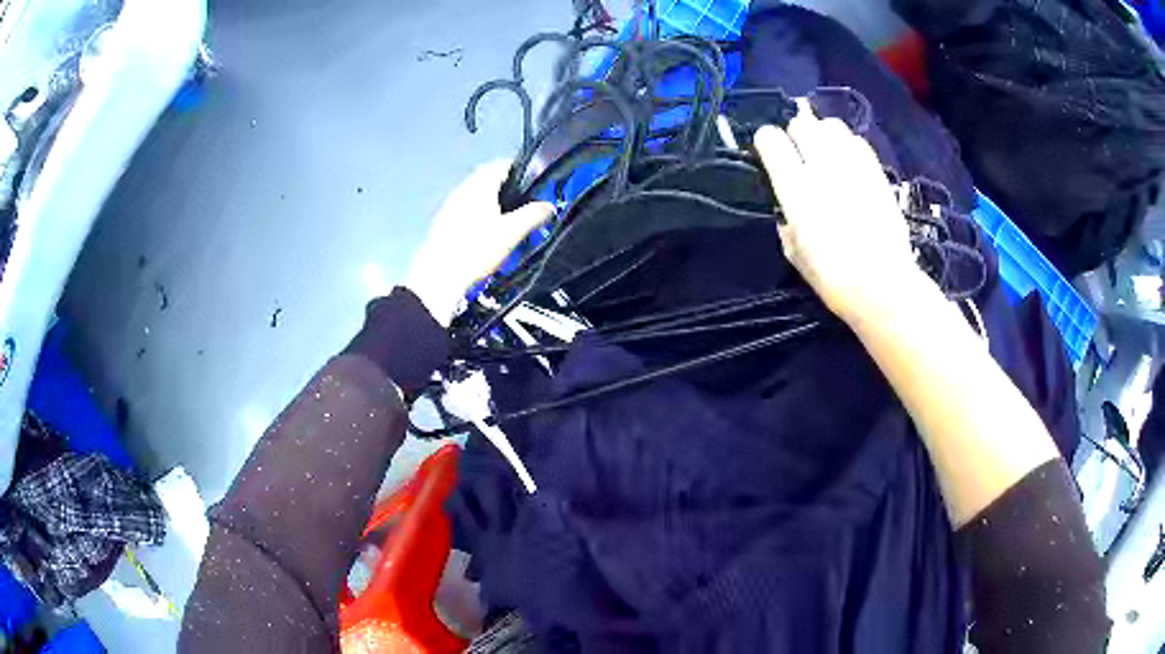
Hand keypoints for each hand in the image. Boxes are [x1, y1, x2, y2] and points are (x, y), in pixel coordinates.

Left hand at [405, 161, 554, 325]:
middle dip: (505, 186)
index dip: (520, 170)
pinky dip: (477, 212)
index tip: (533, 182)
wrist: (440, 275)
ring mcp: (449, 204)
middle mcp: (463, 188)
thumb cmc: (477, 249)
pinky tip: (484, 231)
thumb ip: (533, 215)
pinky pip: (464, 208)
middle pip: (487, 177)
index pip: (502, 164)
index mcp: (480, 185)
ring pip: (474, 193)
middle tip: (521, 202)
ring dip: (489, 199)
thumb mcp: (512, 232)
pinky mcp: (442, 221)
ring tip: (505, 218)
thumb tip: (549, 206)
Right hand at [753, 99, 930, 323]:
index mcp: (796, 190)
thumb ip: (787, 222)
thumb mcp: (795, 253)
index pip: (771, 140)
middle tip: (798, 148)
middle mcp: (822, 169)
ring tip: (825, 150)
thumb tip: (788, 209)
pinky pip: (858, 141)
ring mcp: (853, 167)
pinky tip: (849, 161)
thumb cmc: (833, 279)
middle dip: (795, 132)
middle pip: (802, 124)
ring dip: (822, 132)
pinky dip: (848, 144)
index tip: (768, 150)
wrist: (883, 286)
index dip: (766, 141)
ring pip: (831, 125)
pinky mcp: (876, 172)